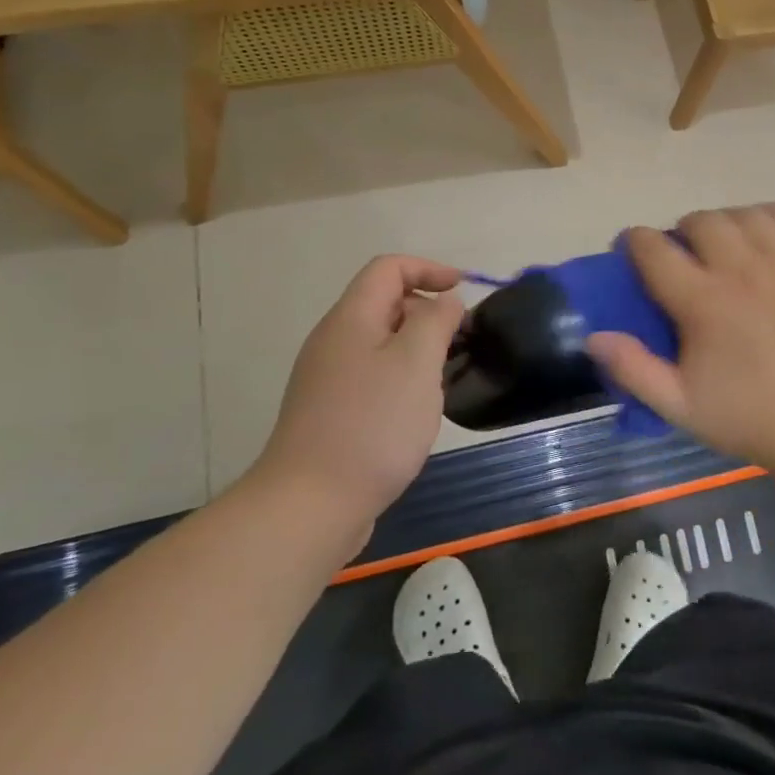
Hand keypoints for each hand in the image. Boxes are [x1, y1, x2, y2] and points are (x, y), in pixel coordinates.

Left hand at [252, 256, 464, 525]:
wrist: (310, 506)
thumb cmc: (372, 425)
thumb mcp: (417, 362)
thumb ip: (436, 320)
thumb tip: (444, 303)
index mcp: (351, 319)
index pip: (388, 268)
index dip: (429, 269)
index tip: (463, 291)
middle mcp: (334, 341)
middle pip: (385, 303)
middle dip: (428, 311)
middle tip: (461, 341)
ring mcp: (328, 379)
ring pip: (382, 343)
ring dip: (419, 348)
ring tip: (446, 377)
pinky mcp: (331, 413)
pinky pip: (374, 375)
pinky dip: (403, 377)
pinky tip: (419, 411)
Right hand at [586, 204, 774, 472]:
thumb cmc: (749, 417)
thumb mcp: (679, 405)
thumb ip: (633, 369)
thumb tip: (594, 335)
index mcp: (702, 302)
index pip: (654, 249)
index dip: (635, 240)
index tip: (632, 247)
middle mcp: (742, 270)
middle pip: (702, 221)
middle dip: (685, 231)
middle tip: (688, 253)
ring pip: (746, 214)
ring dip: (728, 223)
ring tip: (729, 244)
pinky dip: (774, 215)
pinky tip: (768, 233)